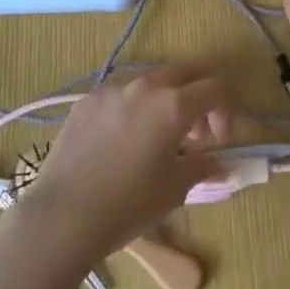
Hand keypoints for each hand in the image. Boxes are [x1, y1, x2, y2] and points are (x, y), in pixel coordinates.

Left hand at [18, 65, 232, 262]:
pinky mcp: (85, 102)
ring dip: (163, 102)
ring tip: (155, 139)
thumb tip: (217, 163)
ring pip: (149, 82)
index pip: (215, 89)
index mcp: (173, 104)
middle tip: (194, 133)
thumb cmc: (129, 204)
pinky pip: (119, 96)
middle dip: (196, 97)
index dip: (225, 112)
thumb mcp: (175, 189)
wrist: (64, 215)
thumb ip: (201, 166)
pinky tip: (120, 144)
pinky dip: (131, 111)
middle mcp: (144, 87)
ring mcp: (111, 90)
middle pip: (183, 73)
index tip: (219, 141)